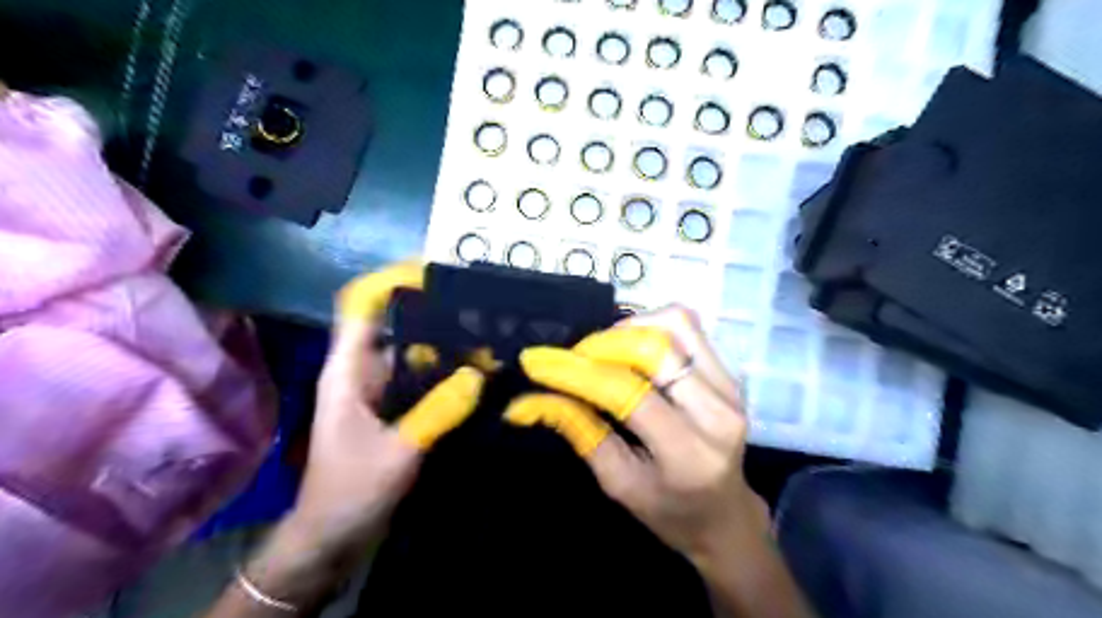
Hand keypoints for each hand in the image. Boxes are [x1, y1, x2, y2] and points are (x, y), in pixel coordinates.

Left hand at [216, 262, 482, 614]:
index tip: (432, 271)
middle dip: (433, 313)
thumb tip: (478, 372)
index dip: (390, 281)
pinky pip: (422, 380)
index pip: (360, 307)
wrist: (331, 539)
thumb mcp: (397, 452)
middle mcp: (362, 372)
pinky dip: (446, 374)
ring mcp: (379, 392)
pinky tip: (476, 375)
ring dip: (445, 346)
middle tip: (478, 307)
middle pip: (394, 326)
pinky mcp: (394, 410)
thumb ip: (437, 411)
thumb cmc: (349, 492)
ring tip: (486, 337)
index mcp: (348, 371)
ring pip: (412, 354)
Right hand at [504, 304, 767, 560]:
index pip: (626, 392)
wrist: (726, 515)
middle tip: (576, 357)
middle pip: (655, 346)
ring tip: (604, 350)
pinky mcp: (729, 373)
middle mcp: (716, 411)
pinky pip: (688, 328)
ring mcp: (729, 386)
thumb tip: (532, 398)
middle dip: (603, 343)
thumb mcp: (617, 483)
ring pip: (676, 324)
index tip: (538, 362)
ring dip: (629, 328)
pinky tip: (631, 348)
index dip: (577, 372)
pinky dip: (651, 326)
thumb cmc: (669, 510)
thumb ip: (580, 431)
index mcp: (687, 452)